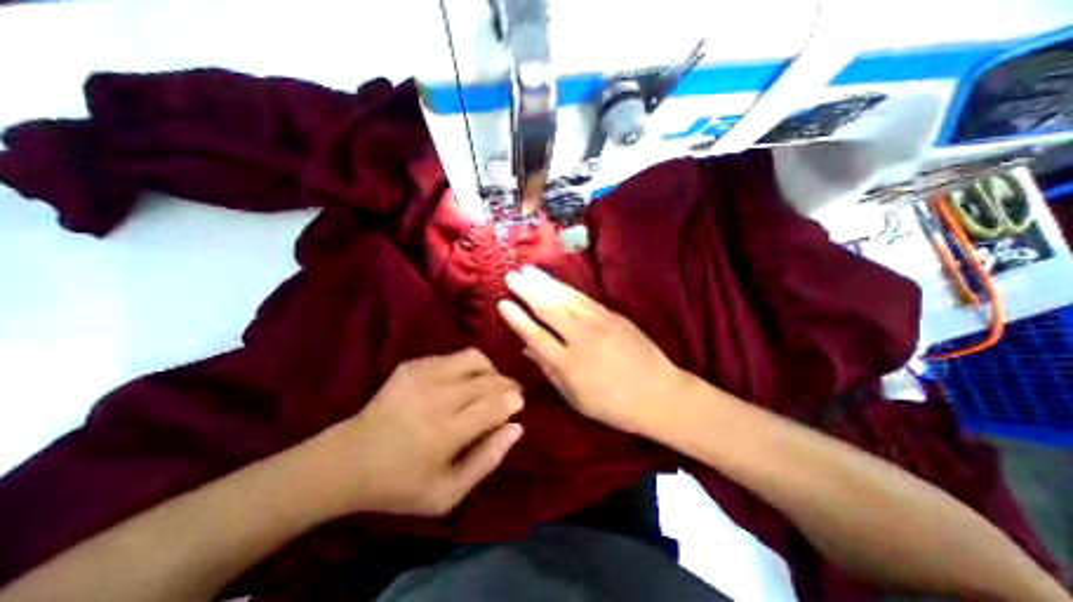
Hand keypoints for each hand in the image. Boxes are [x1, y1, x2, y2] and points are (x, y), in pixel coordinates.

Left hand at [306, 349, 525, 516]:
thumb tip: (516, 428)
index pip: (495, 404)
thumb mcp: (447, 494)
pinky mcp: (412, 365)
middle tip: (509, 395)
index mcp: (446, 432)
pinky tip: (461, 382)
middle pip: (488, 379)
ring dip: (490, 370)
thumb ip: (487, 460)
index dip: (513, 401)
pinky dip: (466, 367)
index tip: (518, 405)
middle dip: (507, 384)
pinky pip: (453, 357)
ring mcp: (422, 375)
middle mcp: (437, 397)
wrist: (347, 460)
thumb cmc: (399, 484)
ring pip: (473, 358)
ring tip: (489, 384)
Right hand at [500, 266, 692, 434]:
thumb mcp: (576, 397)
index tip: (502, 303)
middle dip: (527, 290)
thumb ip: (549, 370)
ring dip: (544, 283)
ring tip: (528, 271)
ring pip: (565, 298)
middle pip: (548, 308)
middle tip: (511, 276)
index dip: (516, 318)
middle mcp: (581, 339)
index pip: (535, 335)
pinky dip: (565, 288)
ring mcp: (599, 323)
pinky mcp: (613, 316)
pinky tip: (554, 282)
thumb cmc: (614, 405)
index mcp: (569, 365)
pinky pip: (583, 298)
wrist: (660, 394)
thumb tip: (526, 349)